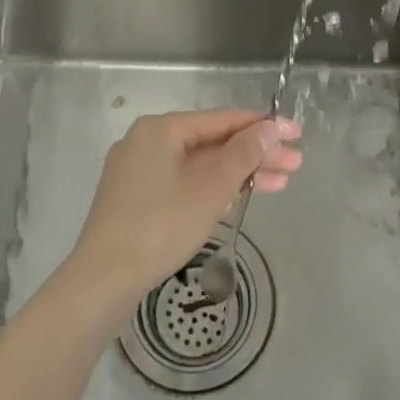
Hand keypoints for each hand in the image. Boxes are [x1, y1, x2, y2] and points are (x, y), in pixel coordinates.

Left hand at [66, 110, 302, 307]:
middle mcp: (147, 141)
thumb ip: (243, 154)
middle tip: (295, 164)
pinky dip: (213, 188)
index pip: (221, 119)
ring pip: (199, 164)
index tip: (296, 132)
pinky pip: (184, 182)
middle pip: (212, 142)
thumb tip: (271, 128)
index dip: (262, 126)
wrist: (103, 279)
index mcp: (161, 129)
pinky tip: (240, 196)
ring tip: (281, 183)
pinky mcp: (137, 198)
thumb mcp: (210, 189)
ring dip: (238, 173)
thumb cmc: (160, 226)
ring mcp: (139, 171)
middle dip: (255, 154)